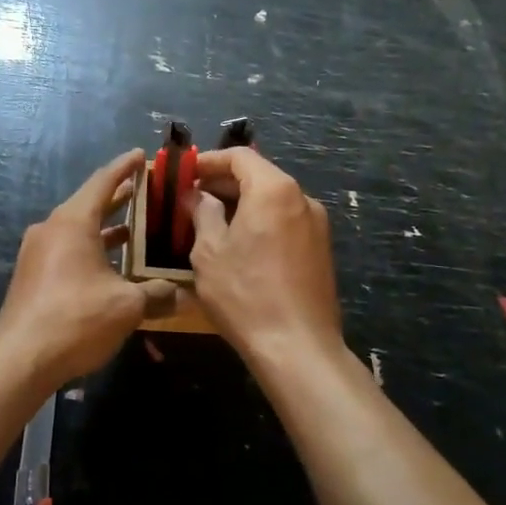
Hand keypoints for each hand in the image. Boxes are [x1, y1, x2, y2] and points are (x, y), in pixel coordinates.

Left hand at [0, 149, 176, 389]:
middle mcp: (52, 228)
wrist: (19, 359)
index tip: (142, 155)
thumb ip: (156, 294)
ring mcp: (38, 252)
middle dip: (120, 198)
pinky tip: (113, 267)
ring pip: (79, 229)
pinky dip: (93, 249)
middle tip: (149, 192)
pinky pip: (68, 250)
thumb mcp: (126, 306)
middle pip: (90, 203)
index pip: (103, 181)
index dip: (125, 167)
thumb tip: (181, 294)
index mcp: (73, 221)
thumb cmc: (76, 319)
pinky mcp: (33, 275)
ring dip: (107, 228)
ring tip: (138, 229)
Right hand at [190, 147, 341, 359]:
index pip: (239, 156)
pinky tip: (238, 244)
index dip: (208, 161)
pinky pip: (284, 221)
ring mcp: (316, 224)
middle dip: (223, 183)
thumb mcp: (209, 251)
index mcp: (273, 190)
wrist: (298, 348)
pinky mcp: (321, 249)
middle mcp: (301, 198)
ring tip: (209, 222)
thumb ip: (202, 213)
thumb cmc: (245, 293)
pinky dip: (260, 221)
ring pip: (272, 199)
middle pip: (258, 175)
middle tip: (191, 199)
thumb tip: (196, 196)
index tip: (184, 173)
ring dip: (241, 203)